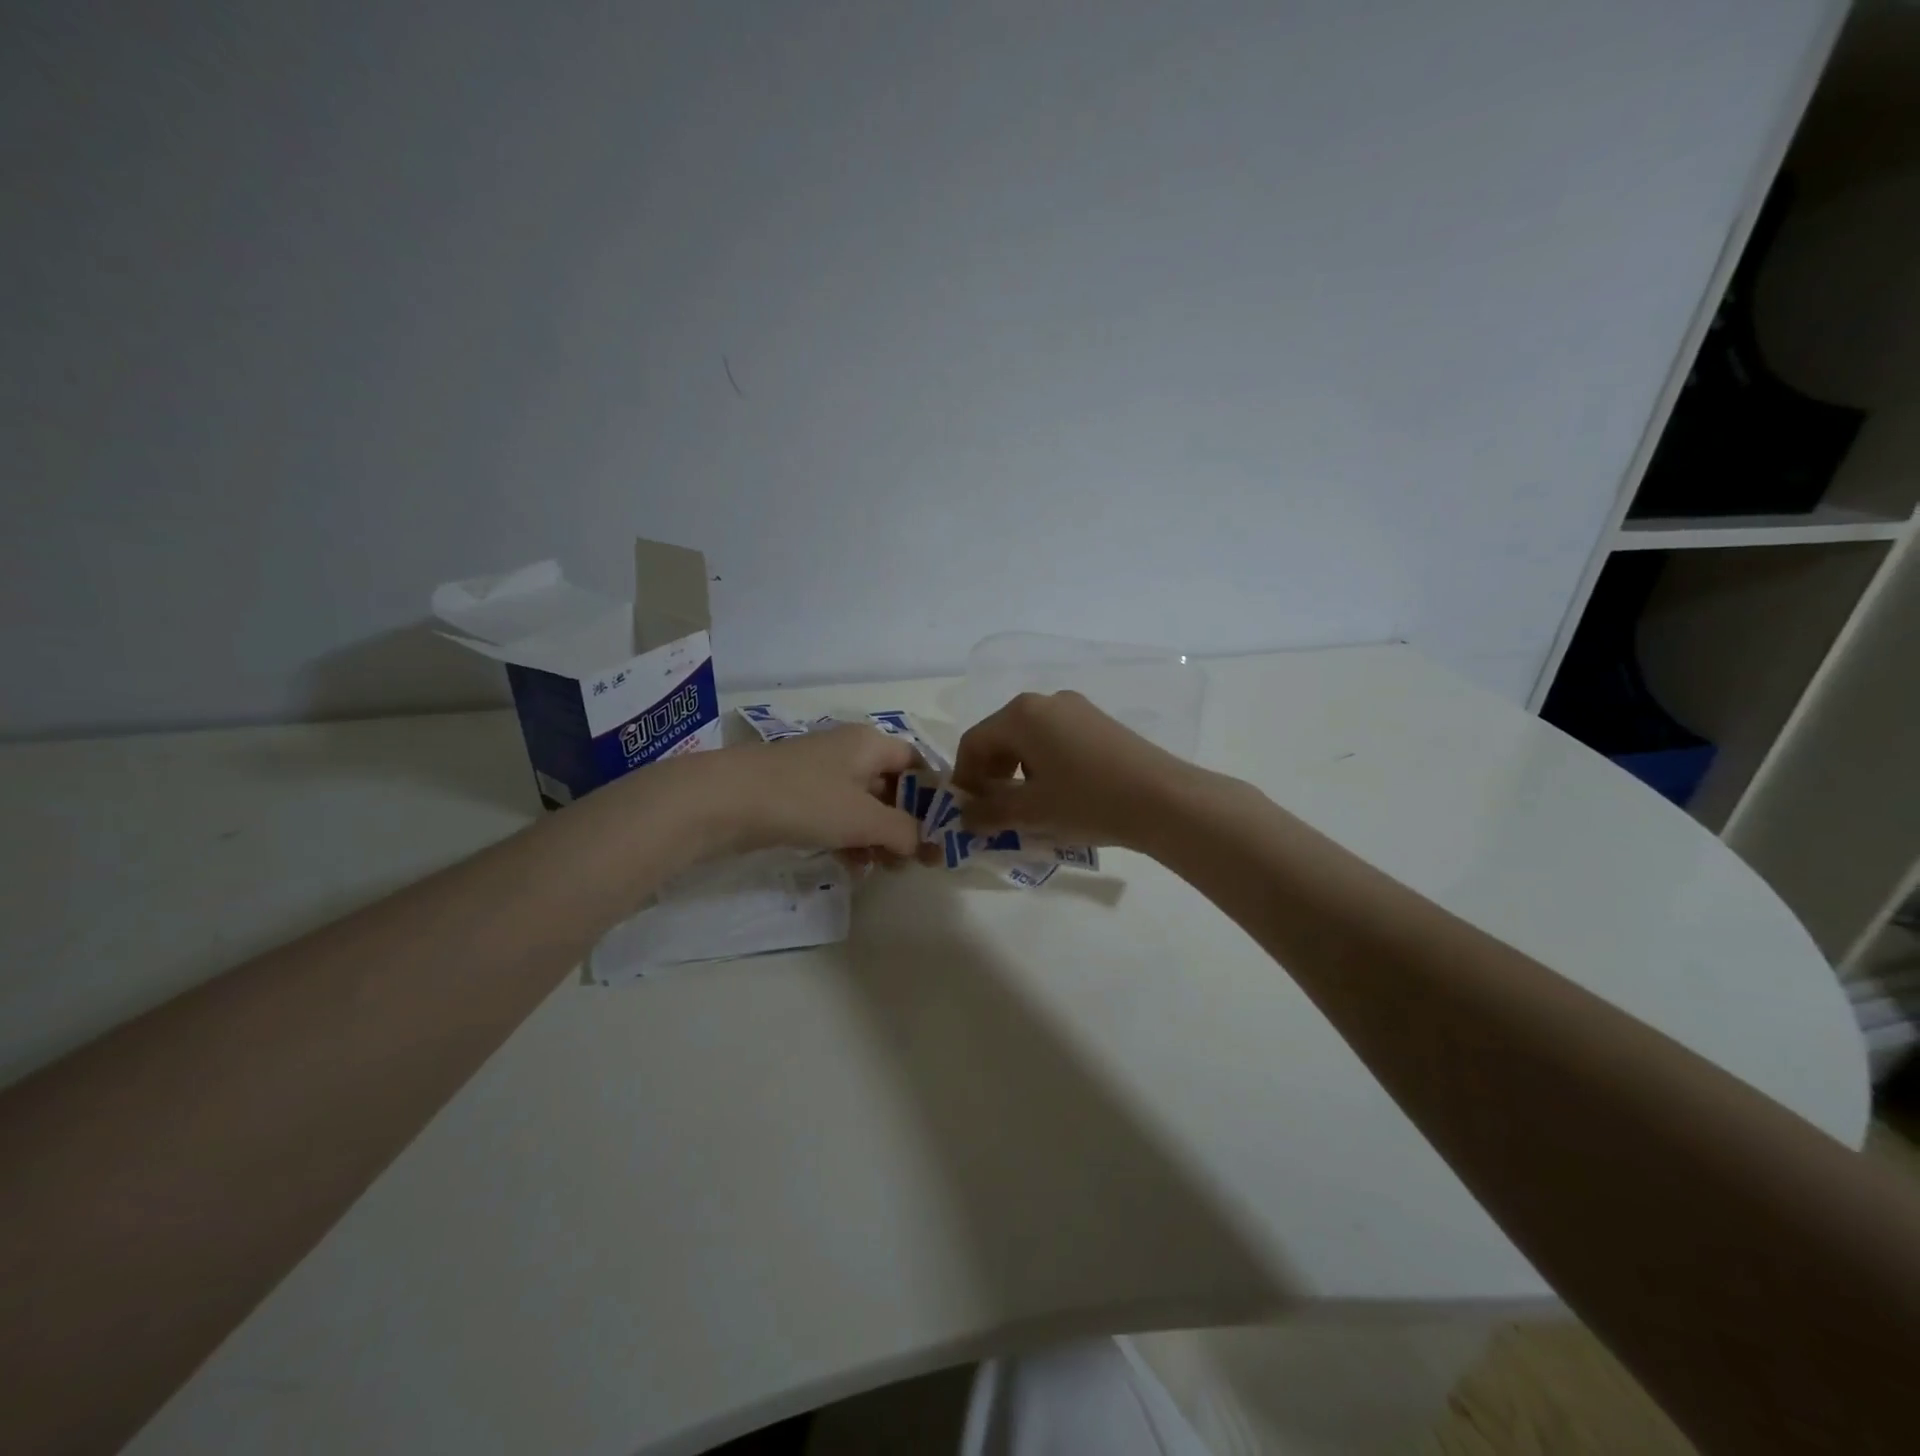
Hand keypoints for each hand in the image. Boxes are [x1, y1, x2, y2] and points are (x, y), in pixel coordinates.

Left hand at [698, 725, 921, 856]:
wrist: (725, 800)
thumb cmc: (806, 800)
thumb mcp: (864, 819)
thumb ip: (903, 831)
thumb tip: (922, 844)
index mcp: (870, 743)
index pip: (917, 763)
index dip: (933, 796)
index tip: (942, 832)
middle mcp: (848, 751)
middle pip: (891, 786)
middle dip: (905, 824)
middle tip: (914, 860)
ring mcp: (819, 773)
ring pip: (862, 805)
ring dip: (877, 836)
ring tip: (883, 869)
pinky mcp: (796, 795)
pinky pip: (835, 815)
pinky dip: (848, 838)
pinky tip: (852, 867)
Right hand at [951, 691, 1205, 848]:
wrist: (1164, 799)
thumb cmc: (1087, 801)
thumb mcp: (1031, 812)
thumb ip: (988, 813)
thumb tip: (964, 817)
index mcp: (1021, 714)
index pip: (973, 742)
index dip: (964, 779)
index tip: (967, 812)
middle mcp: (1045, 701)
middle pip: (1000, 737)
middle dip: (990, 775)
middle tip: (994, 812)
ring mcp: (1076, 709)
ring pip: (1028, 739)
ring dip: (1017, 772)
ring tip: (1027, 807)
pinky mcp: (1099, 722)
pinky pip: (1055, 740)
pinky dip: (1043, 765)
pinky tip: (1058, 795)